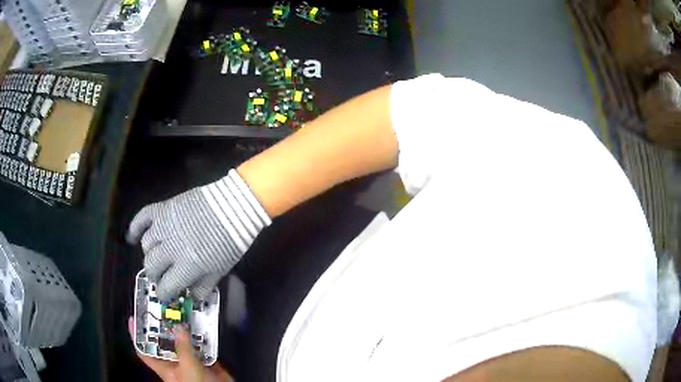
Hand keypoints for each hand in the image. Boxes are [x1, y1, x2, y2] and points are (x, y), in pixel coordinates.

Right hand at [127, 170, 269, 299]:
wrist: (233, 205)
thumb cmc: (231, 240)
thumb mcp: (221, 269)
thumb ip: (204, 285)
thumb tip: (192, 298)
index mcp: (186, 266)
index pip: (166, 287)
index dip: (164, 294)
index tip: (165, 295)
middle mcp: (170, 248)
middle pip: (151, 267)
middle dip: (155, 276)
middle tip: (161, 276)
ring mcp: (164, 225)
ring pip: (145, 245)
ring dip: (150, 254)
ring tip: (158, 255)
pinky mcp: (163, 208)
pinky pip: (141, 218)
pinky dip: (134, 228)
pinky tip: (131, 237)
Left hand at [128, 317, 232, 381]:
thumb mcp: (187, 366)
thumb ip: (183, 347)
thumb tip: (179, 327)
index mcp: (163, 366)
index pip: (144, 349)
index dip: (137, 335)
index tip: (134, 318)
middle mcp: (174, 362)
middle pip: (164, 341)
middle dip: (164, 327)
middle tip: (163, 310)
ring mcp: (188, 361)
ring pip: (183, 342)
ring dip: (185, 330)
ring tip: (184, 314)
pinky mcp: (203, 361)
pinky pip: (200, 346)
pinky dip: (202, 337)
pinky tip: (203, 328)